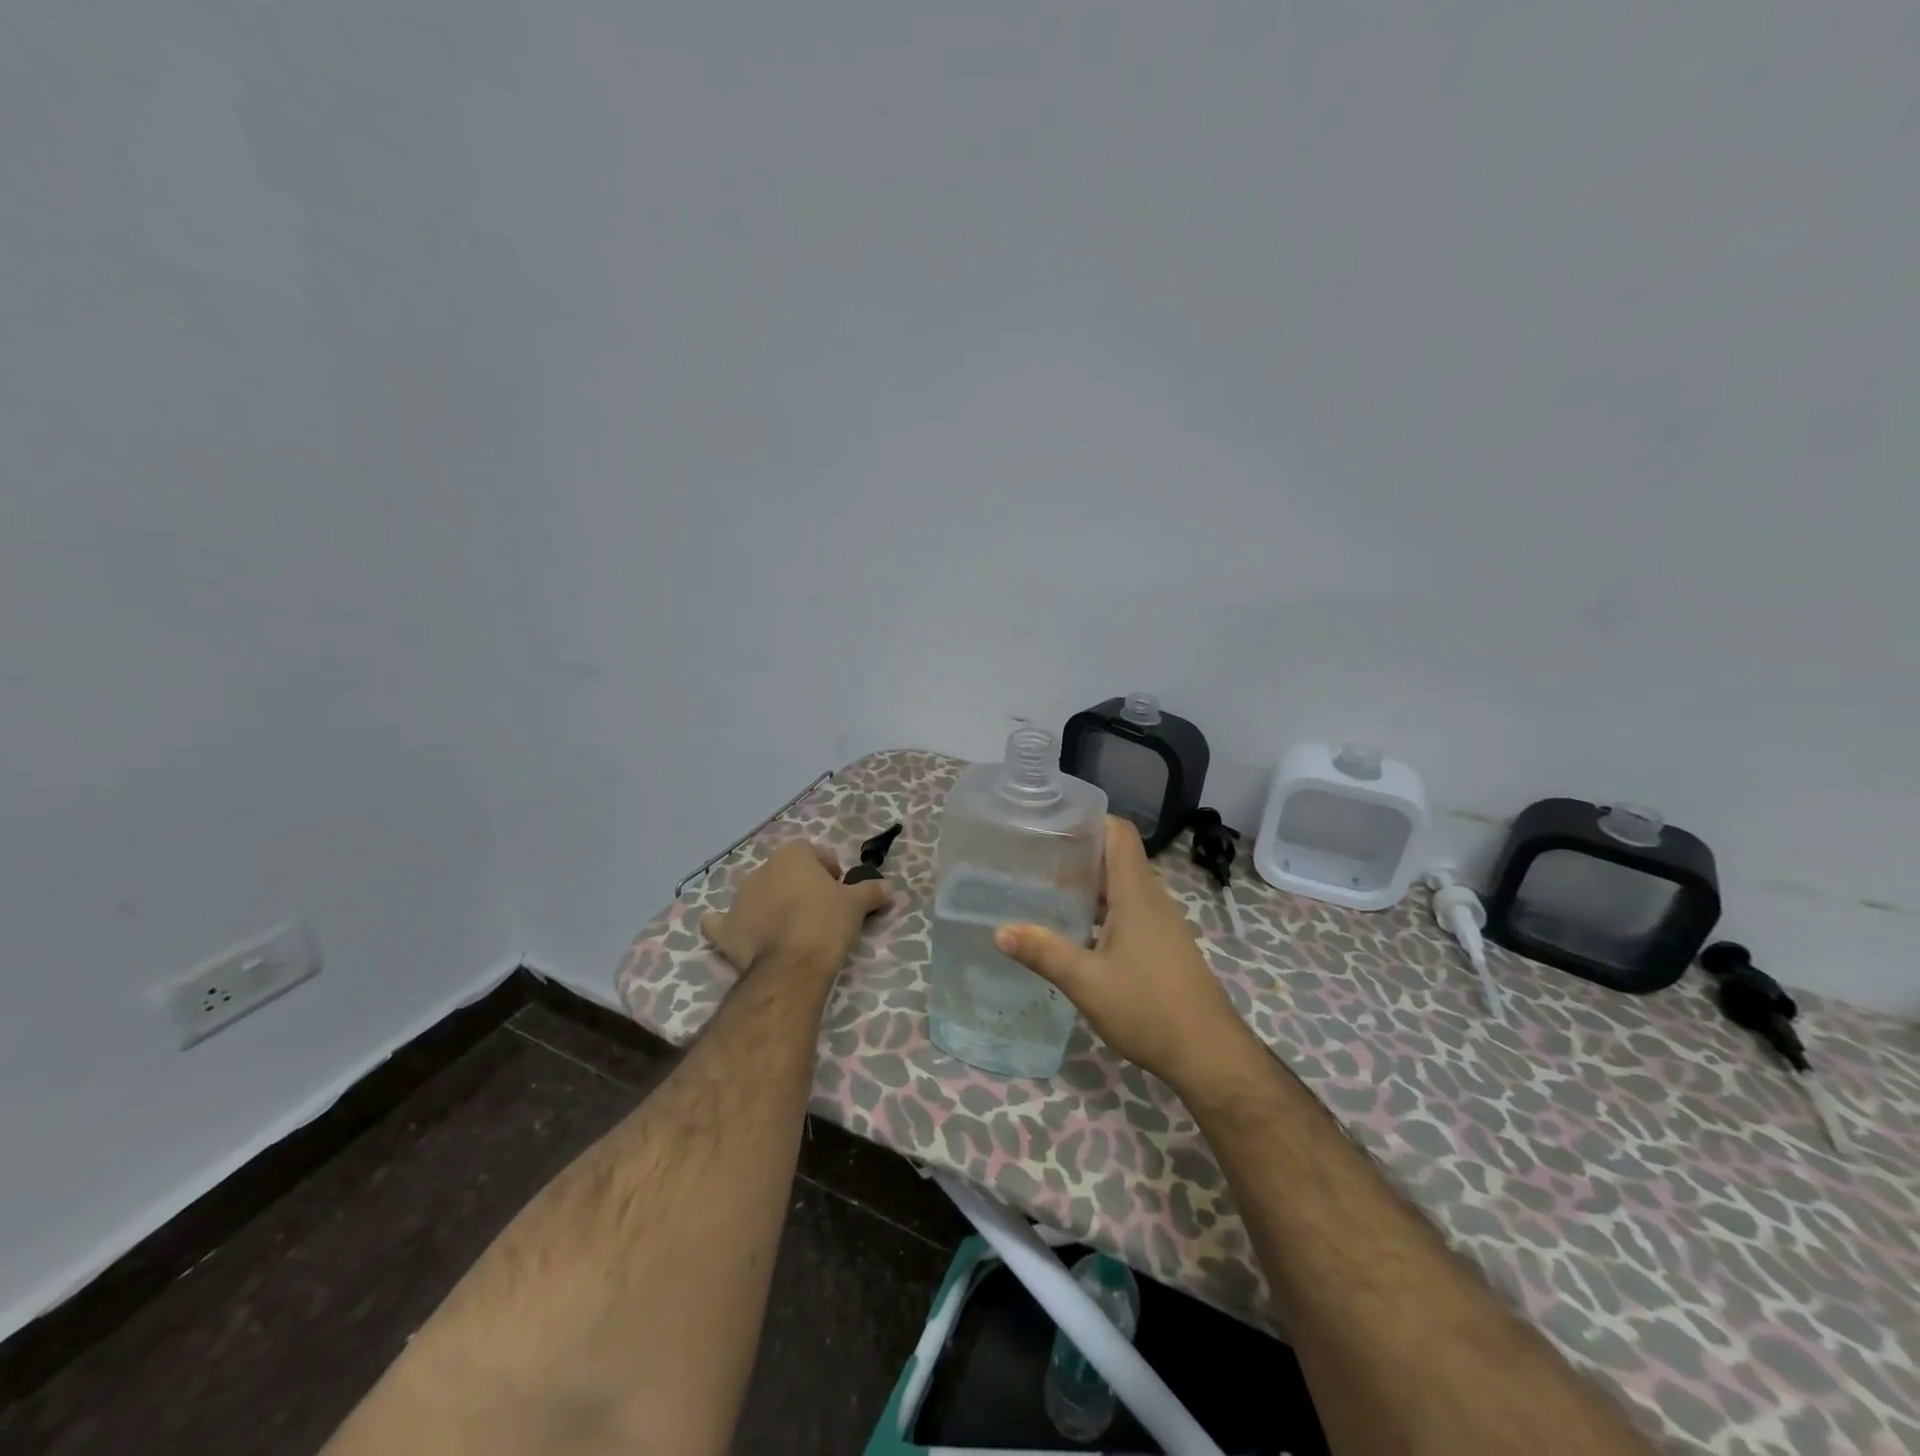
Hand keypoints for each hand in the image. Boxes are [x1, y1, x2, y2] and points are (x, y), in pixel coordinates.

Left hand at [701, 841, 892, 980]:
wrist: (792, 967)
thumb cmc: (827, 924)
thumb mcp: (857, 905)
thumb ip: (872, 891)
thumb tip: (889, 887)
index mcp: (792, 854)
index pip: (816, 855)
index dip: (830, 874)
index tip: (840, 894)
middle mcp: (761, 869)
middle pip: (785, 874)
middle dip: (798, 888)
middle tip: (817, 913)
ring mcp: (738, 899)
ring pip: (755, 895)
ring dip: (767, 905)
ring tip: (786, 930)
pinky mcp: (724, 929)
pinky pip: (720, 922)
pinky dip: (728, 926)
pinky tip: (737, 934)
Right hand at [995, 818, 1244, 1089]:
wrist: (1208, 1054)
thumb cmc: (1147, 1008)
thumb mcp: (1086, 982)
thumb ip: (1043, 953)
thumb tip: (999, 931)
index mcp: (1136, 894)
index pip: (1118, 833)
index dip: (1089, 820)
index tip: (1051, 823)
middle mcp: (1151, 899)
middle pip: (1116, 857)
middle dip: (1078, 853)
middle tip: (1035, 859)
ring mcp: (1161, 924)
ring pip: (1122, 887)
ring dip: (1089, 885)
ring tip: (1048, 892)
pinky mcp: (1163, 946)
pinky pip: (1129, 911)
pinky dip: (1102, 910)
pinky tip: (1076, 932)